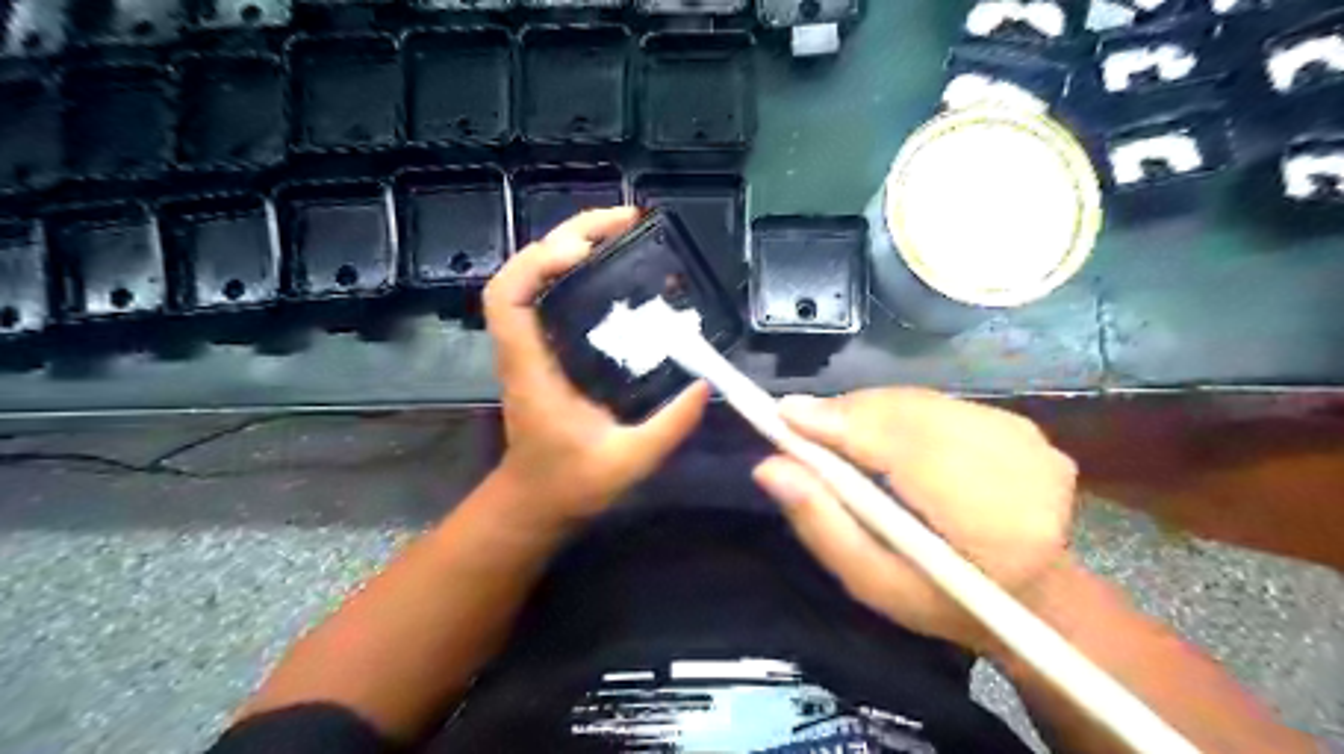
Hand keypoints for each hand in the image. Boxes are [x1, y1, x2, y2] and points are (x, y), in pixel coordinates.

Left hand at [484, 210, 713, 531]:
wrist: (536, 502)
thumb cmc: (569, 485)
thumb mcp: (627, 464)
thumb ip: (668, 428)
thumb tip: (704, 385)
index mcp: (532, 370)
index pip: (508, 299)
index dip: (537, 262)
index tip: (584, 250)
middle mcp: (526, 348)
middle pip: (524, 272)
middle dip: (568, 235)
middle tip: (625, 222)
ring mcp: (535, 346)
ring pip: (538, 277)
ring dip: (573, 246)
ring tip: (623, 234)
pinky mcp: (549, 350)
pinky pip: (555, 296)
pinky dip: (579, 271)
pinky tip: (615, 270)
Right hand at [755, 393, 1077, 651]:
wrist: (1030, 596)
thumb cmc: (941, 601)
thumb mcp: (871, 582)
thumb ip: (821, 525)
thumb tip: (769, 467)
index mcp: (997, 526)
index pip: (910, 453)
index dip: (846, 427)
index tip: (787, 413)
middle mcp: (1024, 471)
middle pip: (913, 418)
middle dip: (848, 414)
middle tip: (797, 419)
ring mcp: (1030, 442)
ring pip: (921, 404)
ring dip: (866, 410)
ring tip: (828, 426)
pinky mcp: (1022, 425)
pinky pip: (936, 403)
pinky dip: (893, 410)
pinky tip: (872, 430)